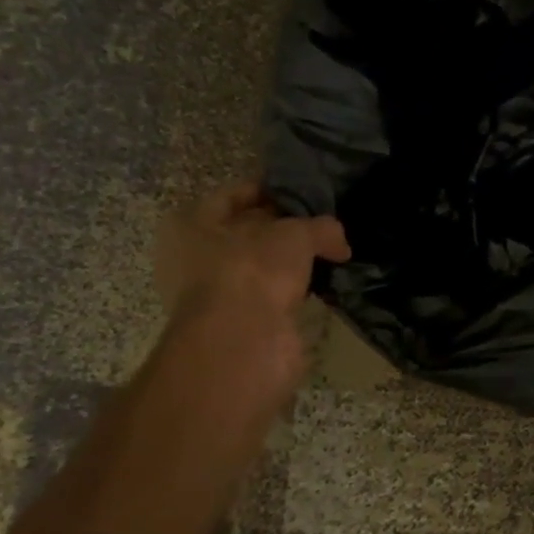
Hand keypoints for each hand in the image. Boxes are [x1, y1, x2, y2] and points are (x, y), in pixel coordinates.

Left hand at [150, 184, 349, 434]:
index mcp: (192, 226)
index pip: (232, 196)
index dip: (268, 190)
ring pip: (264, 267)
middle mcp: (198, 259)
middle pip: (248, 233)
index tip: (303, 190)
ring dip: (293, 262)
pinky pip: (276, 297)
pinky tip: (326, 283)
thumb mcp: (296, 233)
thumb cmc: (254, 270)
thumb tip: (340, 244)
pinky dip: (297, 291)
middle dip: (284, 228)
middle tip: (324, 222)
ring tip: (332, 251)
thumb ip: (321, 228)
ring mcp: (221, 295)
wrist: (244, 343)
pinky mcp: (245, 324)